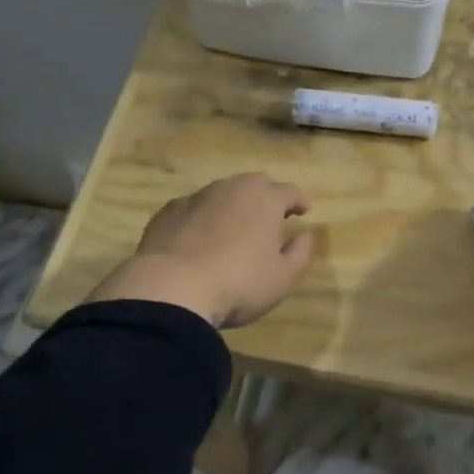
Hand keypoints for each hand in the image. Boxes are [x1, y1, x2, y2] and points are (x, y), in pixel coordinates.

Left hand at [84, 174, 315, 328]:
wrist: (171, 288)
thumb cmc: (238, 283)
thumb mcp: (283, 277)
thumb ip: (300, 253)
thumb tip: (305, 235)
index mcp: (265, 198)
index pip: (290, 191)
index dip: (299, 200)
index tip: (304, 210)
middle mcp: (232, 188)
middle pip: (255, 184)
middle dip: (266, 197)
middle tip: (271, 217)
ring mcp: (197, 197)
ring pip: (222, 194)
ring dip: (232, 207)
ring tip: (234, 229)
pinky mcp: (168, 212)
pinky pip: (194, 209)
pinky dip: (203, 219)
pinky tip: (199, 239)